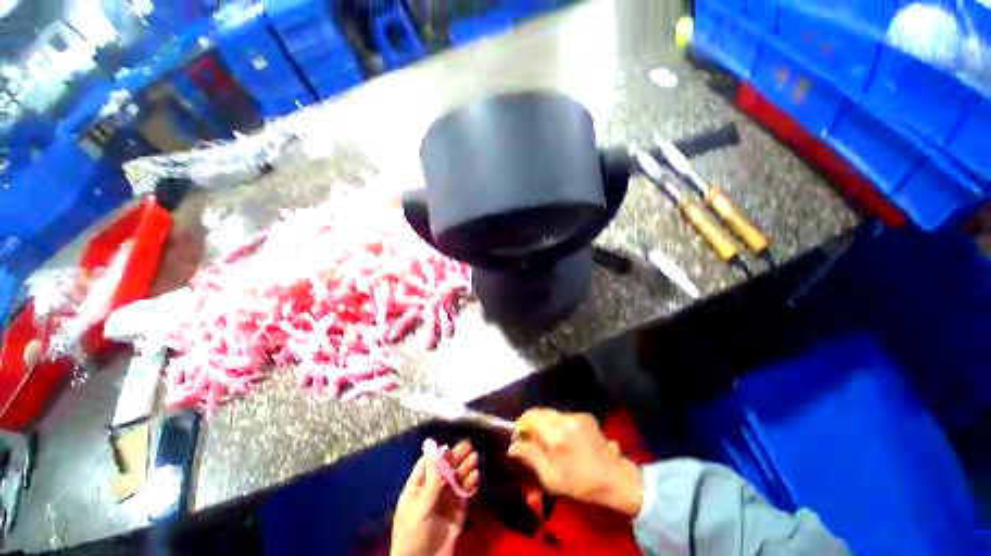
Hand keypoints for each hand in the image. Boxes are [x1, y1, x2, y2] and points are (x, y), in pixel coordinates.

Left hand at [391, 440, 479, 555]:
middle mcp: (432, 492)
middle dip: (456, 458)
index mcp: (417, 489)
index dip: (438, 455)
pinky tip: (476, 479)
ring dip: (466, 469)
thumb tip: (436, 451)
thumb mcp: (419, 508)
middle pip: (445, 470)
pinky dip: (471, 486)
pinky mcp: (458, 513)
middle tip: (469, 447)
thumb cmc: (413, 535)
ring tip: (474, 459)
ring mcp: (446, 502)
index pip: (428, 465)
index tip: (449, 447)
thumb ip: (431, 481)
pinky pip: (465, 495)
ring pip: (457, 480)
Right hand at [507, 409, 642, 516]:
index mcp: (557, 434)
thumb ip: (530, 457)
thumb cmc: (581, 483)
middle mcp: (566, 418)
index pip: (531, 416)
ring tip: (548, 442)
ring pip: (552, 413)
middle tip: (531, 440)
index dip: (521, 424)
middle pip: (540, 412)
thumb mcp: (551, 477)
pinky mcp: (586, 416)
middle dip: (532, 423)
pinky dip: (558, 424)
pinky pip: (564, 416)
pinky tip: (563, 440)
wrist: (615, 479)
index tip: (519, 437)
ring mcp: (578, 415)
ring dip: (545, 424)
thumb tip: (512, 446)